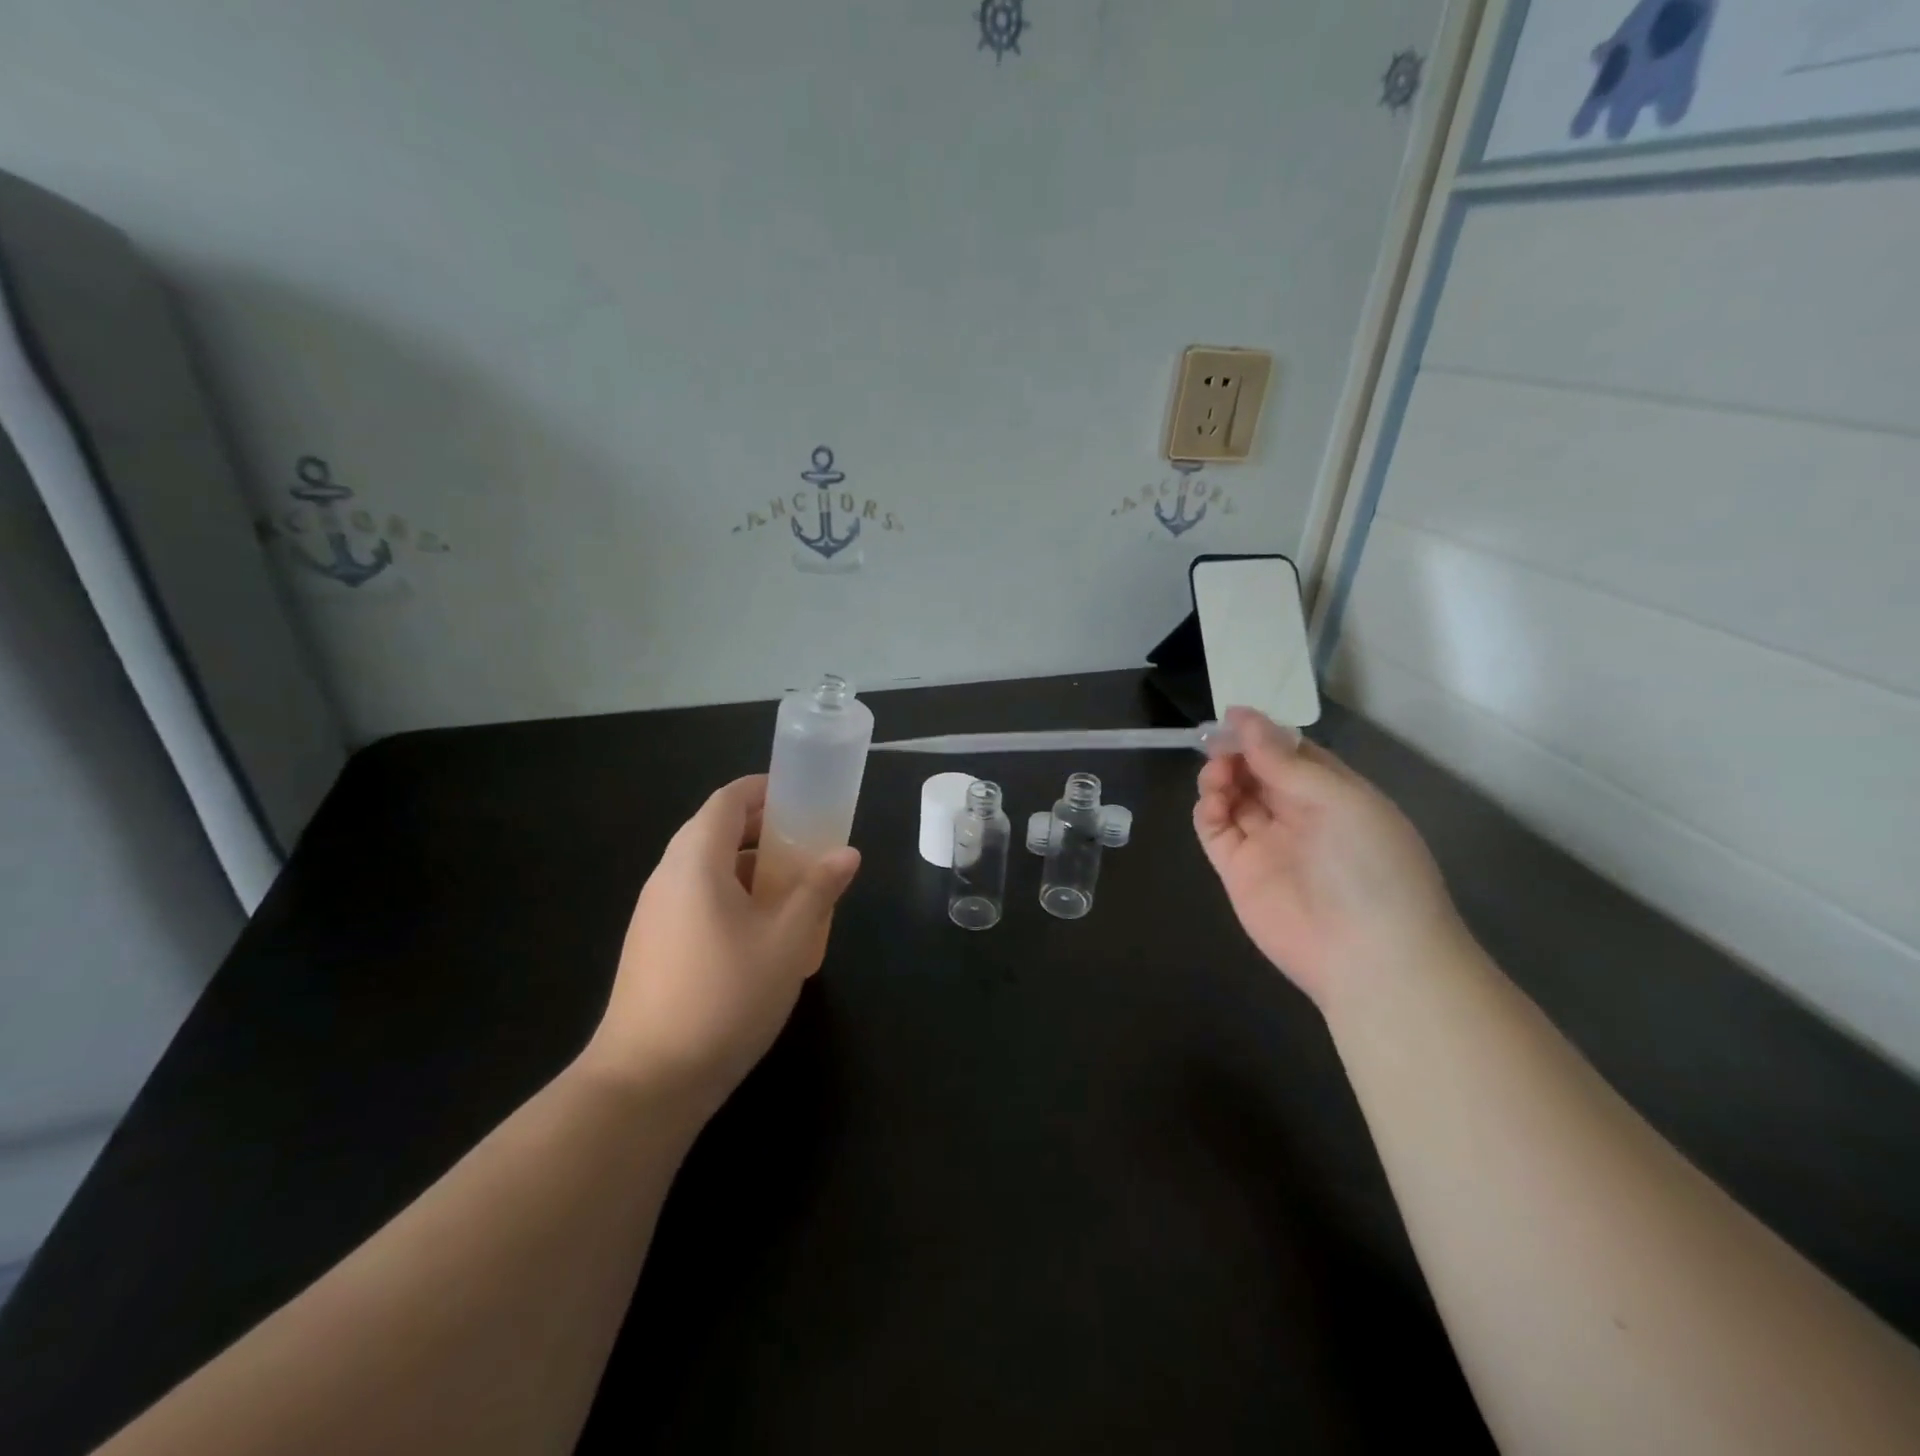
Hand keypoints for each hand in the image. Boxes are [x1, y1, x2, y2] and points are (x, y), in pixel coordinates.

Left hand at [578, 776, 860, 1118]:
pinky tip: (761, 933)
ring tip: (793, 889)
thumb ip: (818, 889)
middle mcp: (667, 876)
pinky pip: (696, 899)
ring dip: (749, 866)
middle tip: (808, 843)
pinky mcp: (652, 946)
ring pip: (706, 869)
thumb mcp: (787, 939)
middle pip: (714, 831)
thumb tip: (847, 854)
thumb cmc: (724, 997)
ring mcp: (654, 913)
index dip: (764, 790)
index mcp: (695, 861)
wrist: (646, 1082)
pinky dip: (731, 895)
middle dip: (763, 829)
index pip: (727, 800)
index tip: (803, 796)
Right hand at [1194, 708, 1462, 1008]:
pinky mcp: (1238, 871)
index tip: (1232, 717)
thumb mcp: (1338, 799)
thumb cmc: (1370, 864)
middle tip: (1218, 745)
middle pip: (1257, 772)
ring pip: (1233, 797)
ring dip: (1220, 777)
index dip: (1262, 734)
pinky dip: (1207, 809)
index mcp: (1334, 794)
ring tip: (1219, 775)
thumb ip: (1284, 761)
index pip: (1292, 753)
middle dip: (1236, 753)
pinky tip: (1212, 801)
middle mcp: (1299, 816)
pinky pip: (1215, 830)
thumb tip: (1243, 718)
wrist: (1369, 955)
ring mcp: (1267, 844)